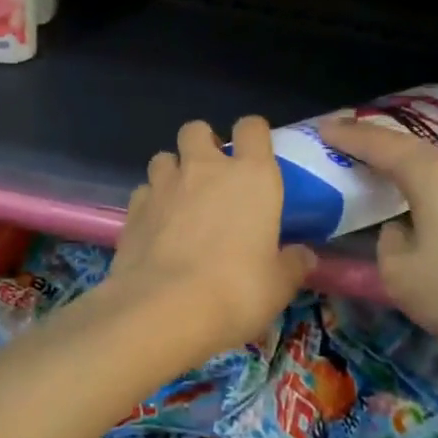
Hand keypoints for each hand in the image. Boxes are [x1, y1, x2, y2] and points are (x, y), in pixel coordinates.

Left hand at [111, 117, 315, 354]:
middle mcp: (205, 169)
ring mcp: (164, 185)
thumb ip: (292, 264)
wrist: (164, 309)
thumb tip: (304, 255)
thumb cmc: (236, 292)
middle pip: (197, 129)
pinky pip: (143, 191)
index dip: (253, 134)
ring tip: (180, 200)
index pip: (252, 128)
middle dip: (203, 143)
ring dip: (173, 171)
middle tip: (212, 174)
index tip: (256, 153)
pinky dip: (151, 202)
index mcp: (251, 177)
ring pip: (164, 157)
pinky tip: (157, 227)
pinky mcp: (133, 209)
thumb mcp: (278, 286)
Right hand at [318, 119, 437, 357]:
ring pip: (436, 173)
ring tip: (380, 179)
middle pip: (411, 150)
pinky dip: (428, 195)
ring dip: (405, 173)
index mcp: (431, 176)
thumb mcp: (402, 275)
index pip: (379, 144)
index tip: (322, 128)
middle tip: (347, 147)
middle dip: (377, 147)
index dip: (348, 135)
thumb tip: (401, 231)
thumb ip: (387, 244)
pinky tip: (421, 213)